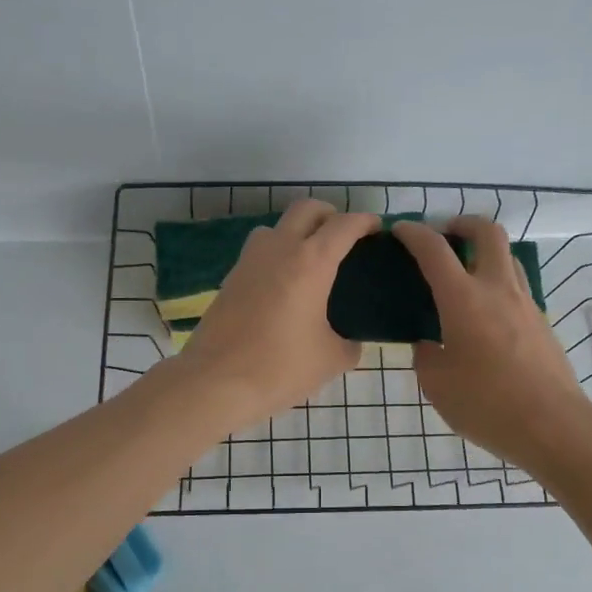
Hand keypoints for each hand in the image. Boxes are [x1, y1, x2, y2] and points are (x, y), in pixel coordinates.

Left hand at [174, 200, 380, 430]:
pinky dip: (276, 256)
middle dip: (329, 215)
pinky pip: (259, 253)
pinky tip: (284, 288)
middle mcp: (279, 249)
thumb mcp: (331, 360)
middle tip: (343, 239)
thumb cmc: (280, 367)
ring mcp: (249, 261)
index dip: (364, 221)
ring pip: (277, 227)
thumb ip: (349, 344)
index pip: (344, 225)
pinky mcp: (230, 278)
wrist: (216, 382)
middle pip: (306, 209)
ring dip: (297, 233)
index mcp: (311, 262)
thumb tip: (351, 341)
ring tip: (310, 263)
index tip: (376, 229)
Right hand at [392, 217, 591, 471]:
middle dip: (462, 224)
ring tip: (464, 275)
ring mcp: (526, 305)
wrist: (553, 426)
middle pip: (487, 233)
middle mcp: (497, 290)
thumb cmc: (487, 404)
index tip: (400, 231)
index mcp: (464, 299)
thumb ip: (427, 355)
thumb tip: (430, 343)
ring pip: (508, 258)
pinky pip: (516, 289)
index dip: (414, 234)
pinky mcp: (542, 324)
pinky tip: (483, 316)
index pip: (435, 250)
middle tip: (444, 236)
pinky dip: (496, 285)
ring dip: (484, 253)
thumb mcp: (437, 384)